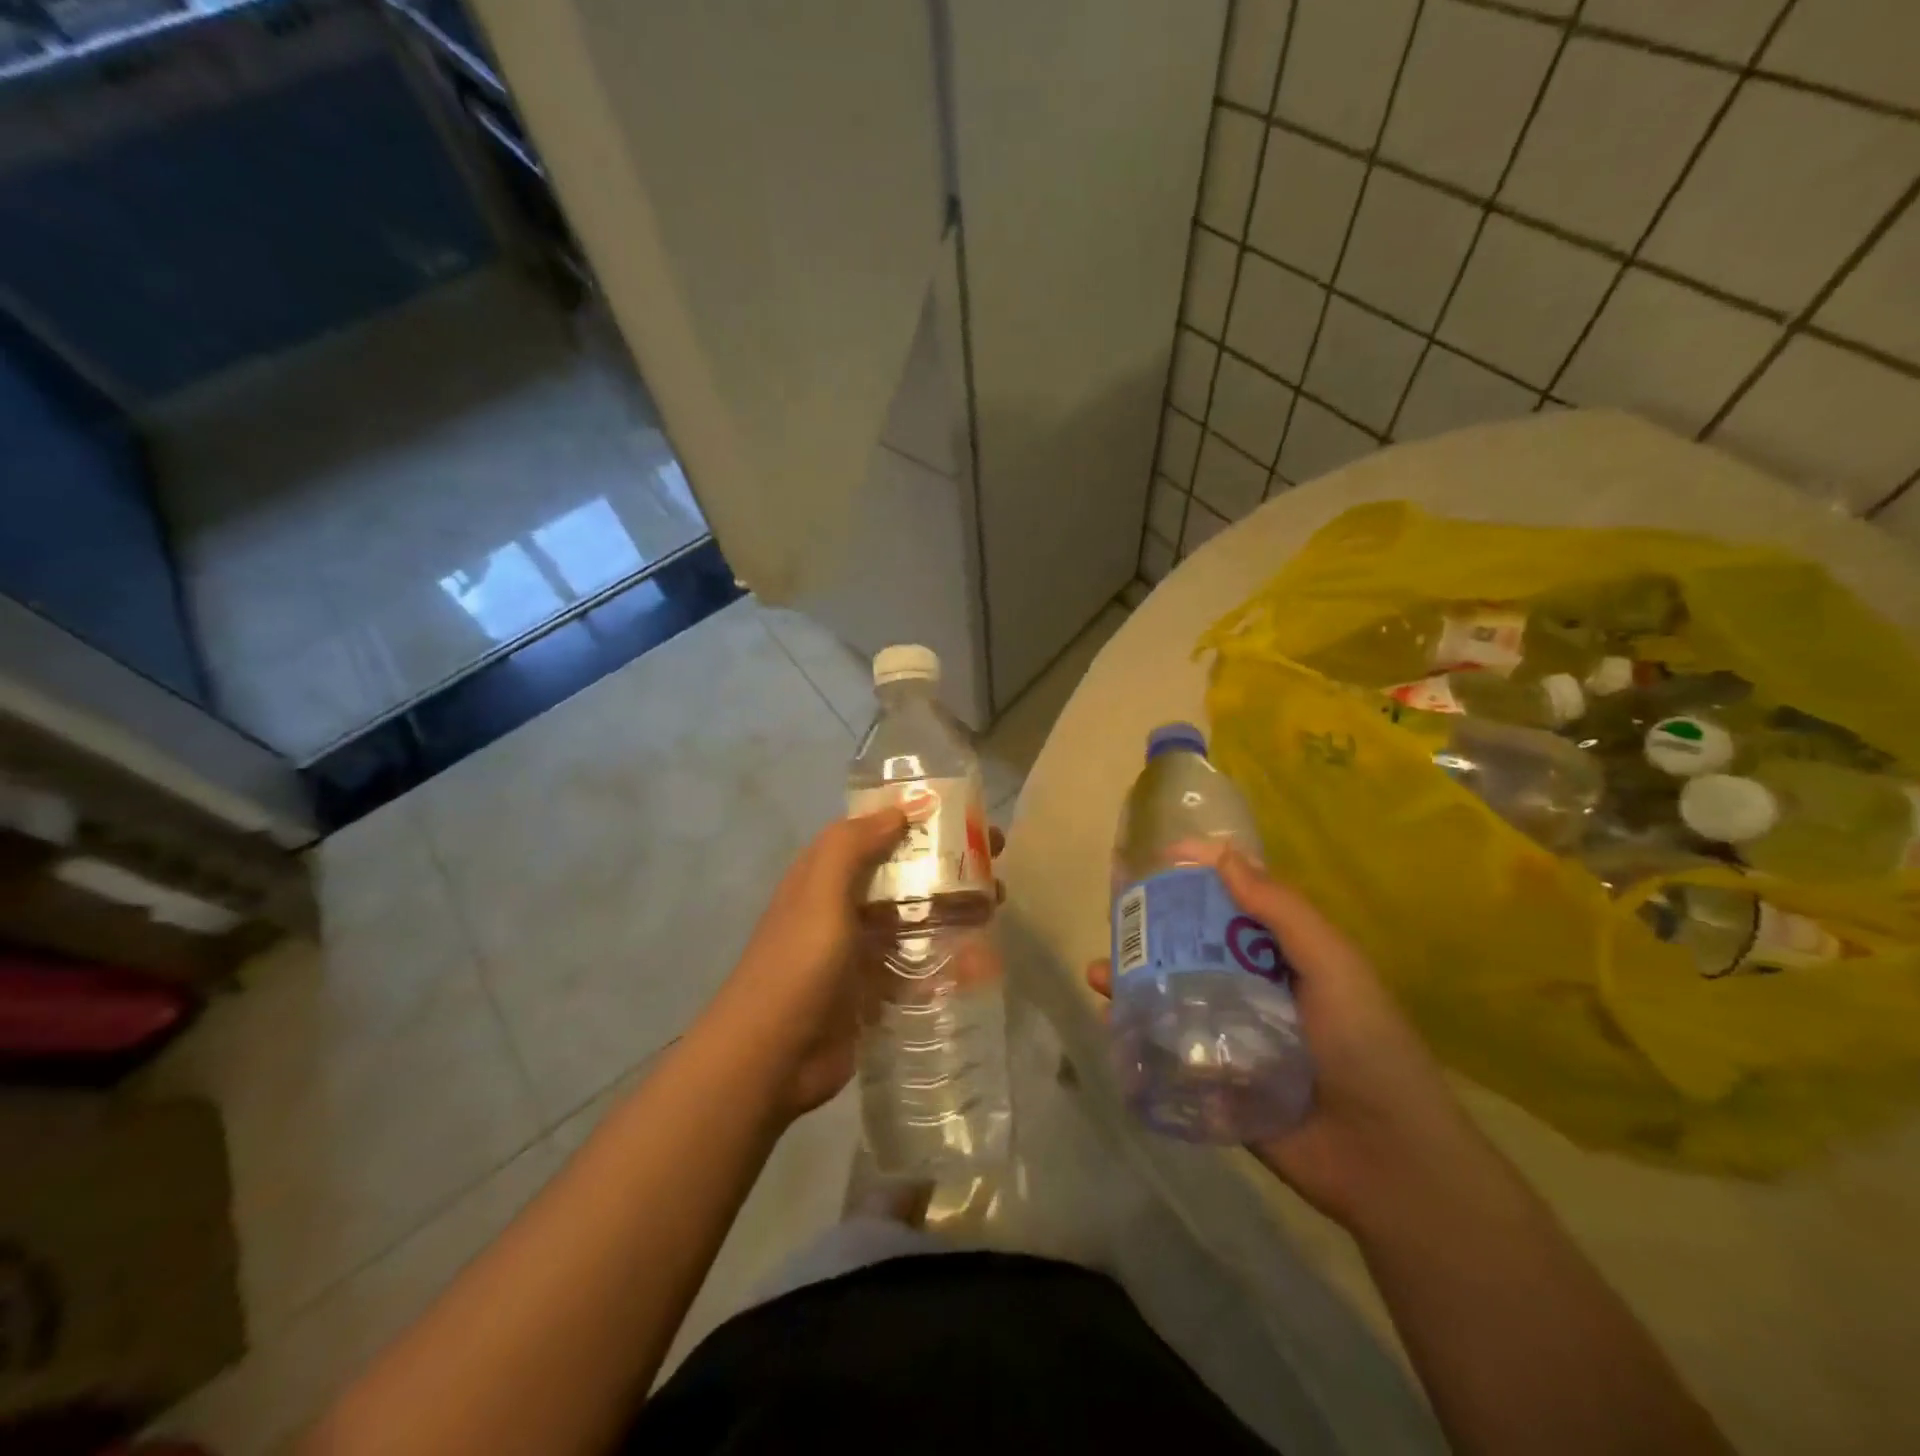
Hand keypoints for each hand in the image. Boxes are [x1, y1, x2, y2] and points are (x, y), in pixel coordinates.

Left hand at [709, 808, 1004, 1123]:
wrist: (769, 1059)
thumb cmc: (797, 966)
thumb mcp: (820, 894)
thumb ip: (853, 846)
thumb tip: (901, 810)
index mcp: (824, 875)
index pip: (875, 832)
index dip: (915, 818)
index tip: (962, 812)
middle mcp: (842, 906)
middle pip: (903, 873)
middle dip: (947, 862)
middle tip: (996, 858)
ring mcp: (859, 951)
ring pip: (915, 918)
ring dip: (954, 908)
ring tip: (997, 904)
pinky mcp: (874, 991)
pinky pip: (918, 966)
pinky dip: (948, 960)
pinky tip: (983, 961)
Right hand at [1087, 851, 1480, 1230]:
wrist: (1387, 1162)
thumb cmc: (1366, 1047)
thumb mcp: (1333, 965)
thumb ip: (1282, 911)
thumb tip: (1225, 854)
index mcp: (1284, 957)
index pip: (1233, 904)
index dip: (1198, 878)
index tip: (1157, 861)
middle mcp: (1253, 989)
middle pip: (1194, 947)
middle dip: (1152, 930)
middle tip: (1115, 919)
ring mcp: (1230, 1036)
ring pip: (1173, 994)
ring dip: (1134, 981)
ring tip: (1099, 973)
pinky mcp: (1214, 1080)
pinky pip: (1168, 1047)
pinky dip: (1138, 1031)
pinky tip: (1110, 1020)